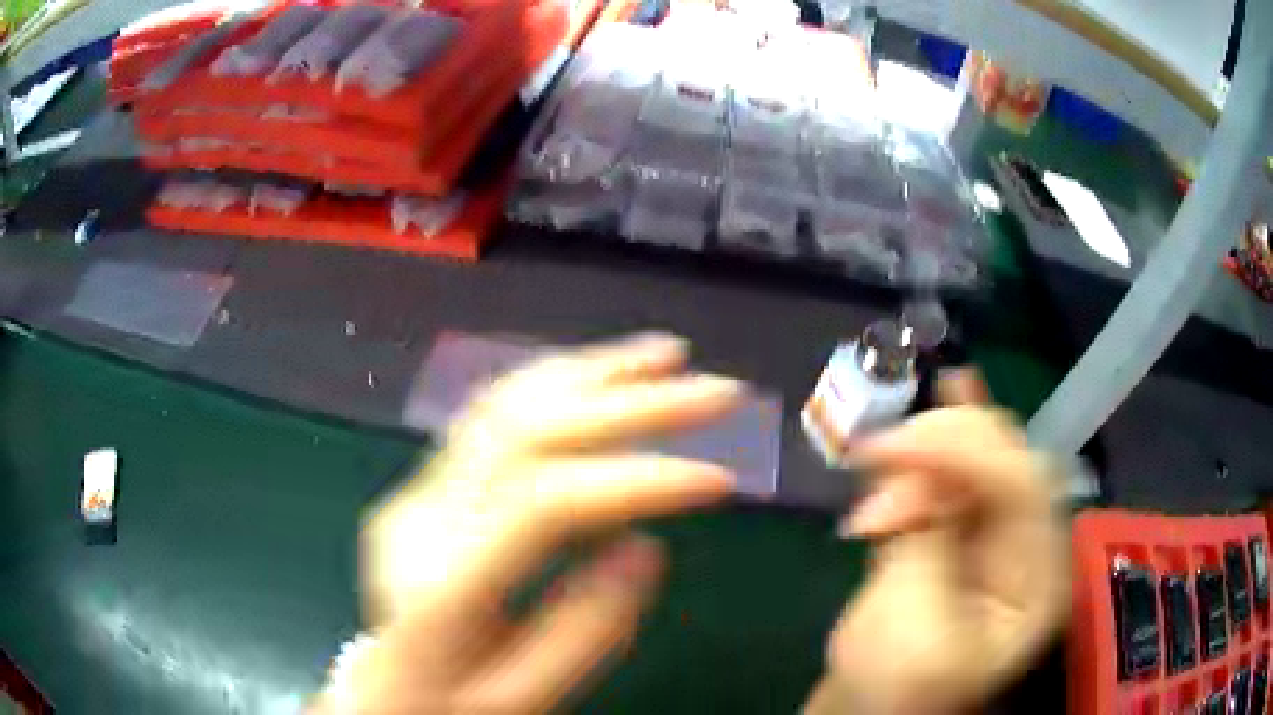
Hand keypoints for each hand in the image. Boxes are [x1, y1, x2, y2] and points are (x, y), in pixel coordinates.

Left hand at [313, 334, 744, 713]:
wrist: (379, 694)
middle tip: (717, 390)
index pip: (545, 502)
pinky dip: (551, 383)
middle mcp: (421, 518)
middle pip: (529, 431)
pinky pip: (490, 417)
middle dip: (633, 403)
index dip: (638, 480)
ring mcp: (416, 492)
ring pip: (505, 404)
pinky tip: (596, 373)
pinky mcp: (424, 485)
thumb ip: (583, 632)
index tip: (719, 479)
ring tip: (666, 353)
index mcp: (441, 584)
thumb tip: (645, 545)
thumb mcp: (521, 702)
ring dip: (592, 371)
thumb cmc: (451, 707)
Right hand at [804, 370, 1067, 714]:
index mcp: (1038, 578)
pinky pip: (957, 470)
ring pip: (978, 455)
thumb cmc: (896, 687)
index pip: (1022, 485)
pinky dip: (938, 440)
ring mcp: (998, 532)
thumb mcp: (912, 631)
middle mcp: (1029, 543)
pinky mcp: (963, 528)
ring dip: (923, 450)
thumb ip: (925, 547)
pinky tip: (952, 386)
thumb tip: (914, 478)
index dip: (963, 452)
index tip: (892, 447)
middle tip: (879, 453)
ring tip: (873, 463)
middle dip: (941, 445)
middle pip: (1006, 457)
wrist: (874, 705)